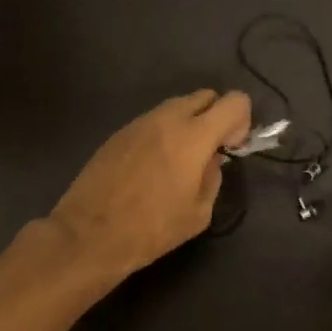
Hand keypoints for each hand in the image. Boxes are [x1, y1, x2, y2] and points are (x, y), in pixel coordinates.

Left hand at [49, 90, 251, 280]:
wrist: (89, 234)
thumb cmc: (150, 229)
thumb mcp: (198, 213)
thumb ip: (213, 178)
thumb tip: (212, 159)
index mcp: (193, 136)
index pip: (234, 102)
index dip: (242, 121)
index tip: (232, 148)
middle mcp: (166, 119)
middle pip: (204, 96)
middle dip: (215, 117)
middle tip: (210, 151)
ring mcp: (138, 123)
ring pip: (175, 107)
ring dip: (187, 124)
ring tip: (179, 162)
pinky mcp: (118, 133)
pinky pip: (152, 121)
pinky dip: (163, 133)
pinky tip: (153, 166)